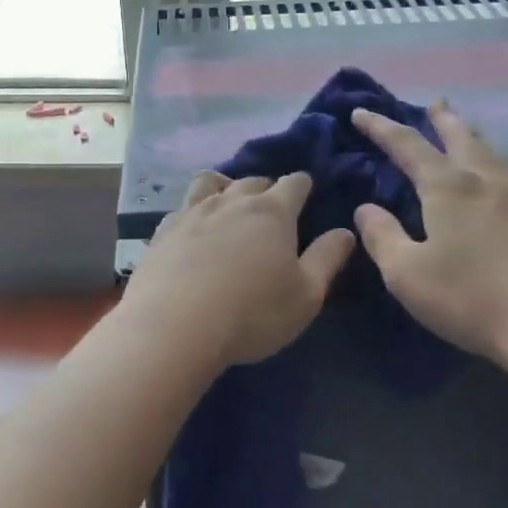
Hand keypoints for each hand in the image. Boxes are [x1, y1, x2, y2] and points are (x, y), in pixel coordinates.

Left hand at [124, 172, 354, 369]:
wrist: (174, 327)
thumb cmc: (252, 314)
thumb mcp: (306, 295)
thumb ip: (327, 259)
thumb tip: (345, 231)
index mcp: (272, 212)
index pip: (295, 183)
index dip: (303, 185)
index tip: (307, 193)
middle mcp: (231, 202)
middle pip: (253, 180)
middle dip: (266, 188)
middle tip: (271, 208)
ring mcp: (192, 212)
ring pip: (211, 182)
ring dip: (225, 187)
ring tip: (228, 204)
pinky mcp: (162, 231)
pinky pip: (181, 207)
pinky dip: (192, 211)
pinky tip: (192, 228)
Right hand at [351, 102, 507, 372]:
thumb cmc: (470, 296)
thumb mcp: (406, 273)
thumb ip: (382, 236)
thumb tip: (366, 209)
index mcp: (448, 187)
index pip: (407, 145)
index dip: (380, 127)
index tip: (360, 112)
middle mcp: (481, 181)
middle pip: (459, 136)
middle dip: (440, 118)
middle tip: (431, 103)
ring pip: (485, 151)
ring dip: (466, 133)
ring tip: (458, 127)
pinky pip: (498, 170)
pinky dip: (482, 157)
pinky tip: (484, 174)